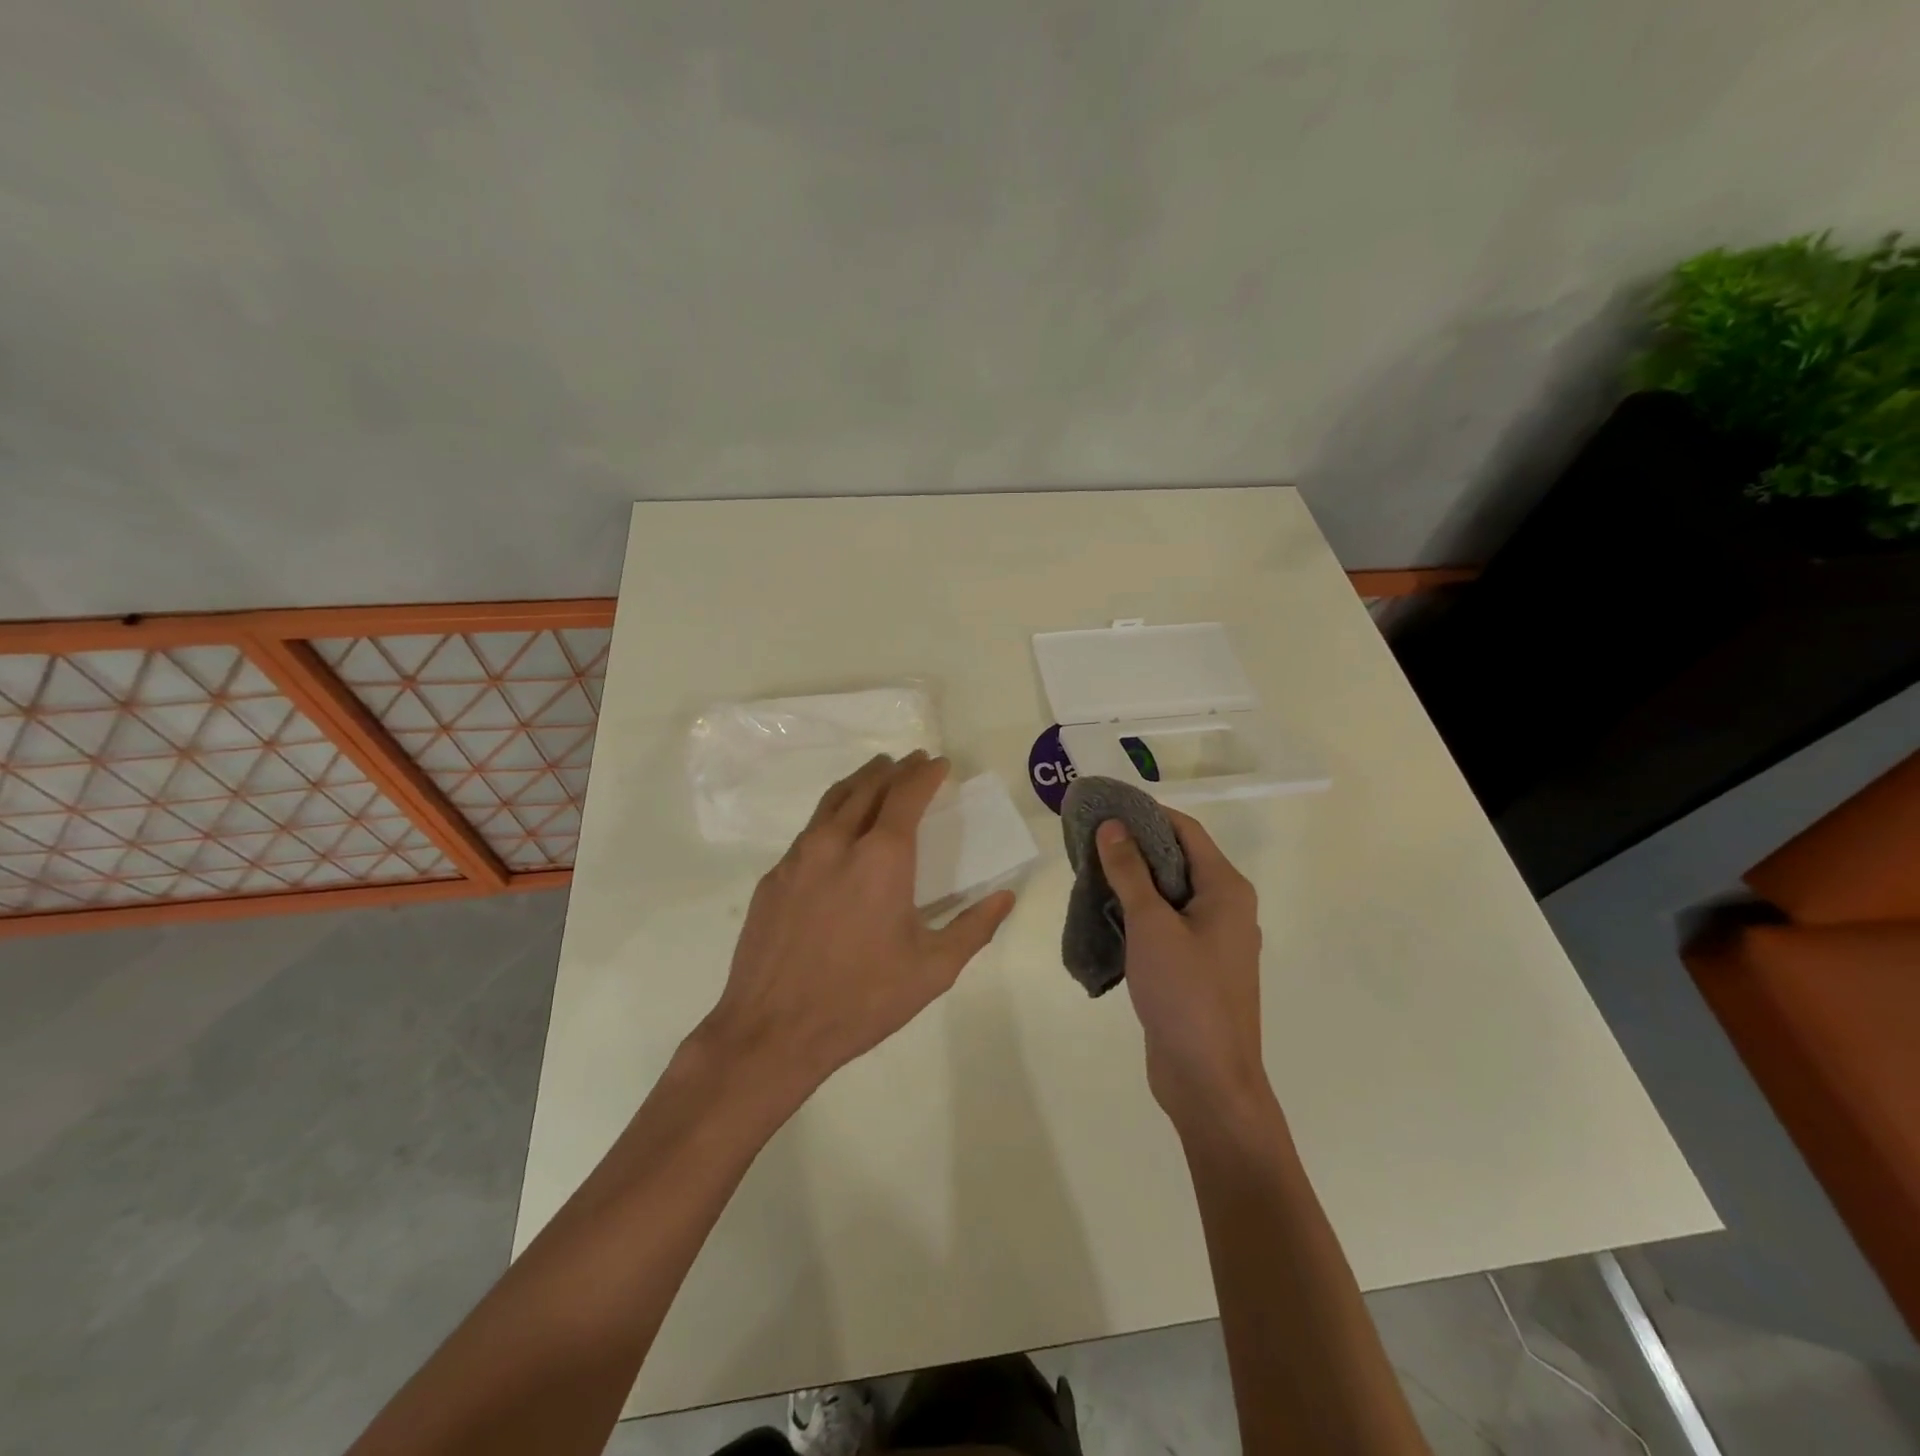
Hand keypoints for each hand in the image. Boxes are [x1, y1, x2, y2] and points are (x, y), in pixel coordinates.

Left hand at [701, 752, 1015, 1095]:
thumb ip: (974, 927)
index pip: (907, 793)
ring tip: (876, 776)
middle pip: (868, 786)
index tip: (939, 764)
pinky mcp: (773, 878)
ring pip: (832, 801)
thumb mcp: (933, 970)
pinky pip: (809, 831)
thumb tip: (1005, 897)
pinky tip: (837, 833)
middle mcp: (838, 842)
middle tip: (910, 763)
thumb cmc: (863, 999)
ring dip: (860, 782)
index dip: (925, 773)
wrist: (773, 1031)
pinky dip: (832, 816)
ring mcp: (798, 857)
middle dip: (893, 769)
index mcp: (883, 857)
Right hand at [1095, 810, 1270, 1128]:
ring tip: (1089, 873)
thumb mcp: (1151, 925)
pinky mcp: (1195, 967)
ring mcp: (1212, 940)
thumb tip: (1112, 826)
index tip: (1105, 807)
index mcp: (1226, 890)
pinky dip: (1137, 913)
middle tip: (1088, 841)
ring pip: (1169, 894)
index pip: (1185, 831)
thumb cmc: (1185, 994)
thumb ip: (1130, 872)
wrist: (1208, 1081)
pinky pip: (1165, 924)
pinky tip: (1105, 915)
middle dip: (1134, 847)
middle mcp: (1225, 908)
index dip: (1146, 813)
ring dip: (1132, 881)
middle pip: (1177, 860)